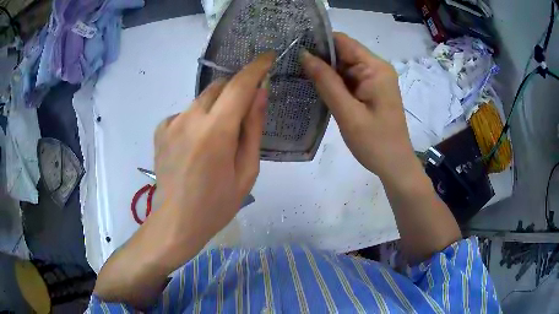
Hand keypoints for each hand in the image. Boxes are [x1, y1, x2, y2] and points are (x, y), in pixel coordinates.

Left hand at [153, 52, 274, 261]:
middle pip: (219, 87)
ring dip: (216, 107)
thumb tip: (260, 94)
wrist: (176, 222)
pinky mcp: (160, 130)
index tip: (268, 57)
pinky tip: (196, 143)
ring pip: (202, 99)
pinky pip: (185, 113)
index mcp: (215, 131)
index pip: (240, 85)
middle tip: (244, 111)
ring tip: (218, 136)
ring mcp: (171, 122)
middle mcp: (190, 118)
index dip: (256, 68)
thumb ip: (253, 128)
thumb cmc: (217, 204)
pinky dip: (197, 119)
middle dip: (236, 89)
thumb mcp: (247, 171)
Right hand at [302, 33, 417, 180]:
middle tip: (290, 65)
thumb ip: (326, 82)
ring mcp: (374, 80)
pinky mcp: (371, 91)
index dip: (319, 41)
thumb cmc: (375, 143)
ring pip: (343, 66)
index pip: (343, 42)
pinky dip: (333, 82)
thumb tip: (304, 55)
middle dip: (319, 57)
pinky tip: (315, 87)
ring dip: (324, 71)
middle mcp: (376, 68)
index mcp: (375, 68)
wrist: (395, 166)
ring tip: (297, 75)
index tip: (294, 47)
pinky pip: (348, 79)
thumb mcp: (348, 113)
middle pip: (343, 53)